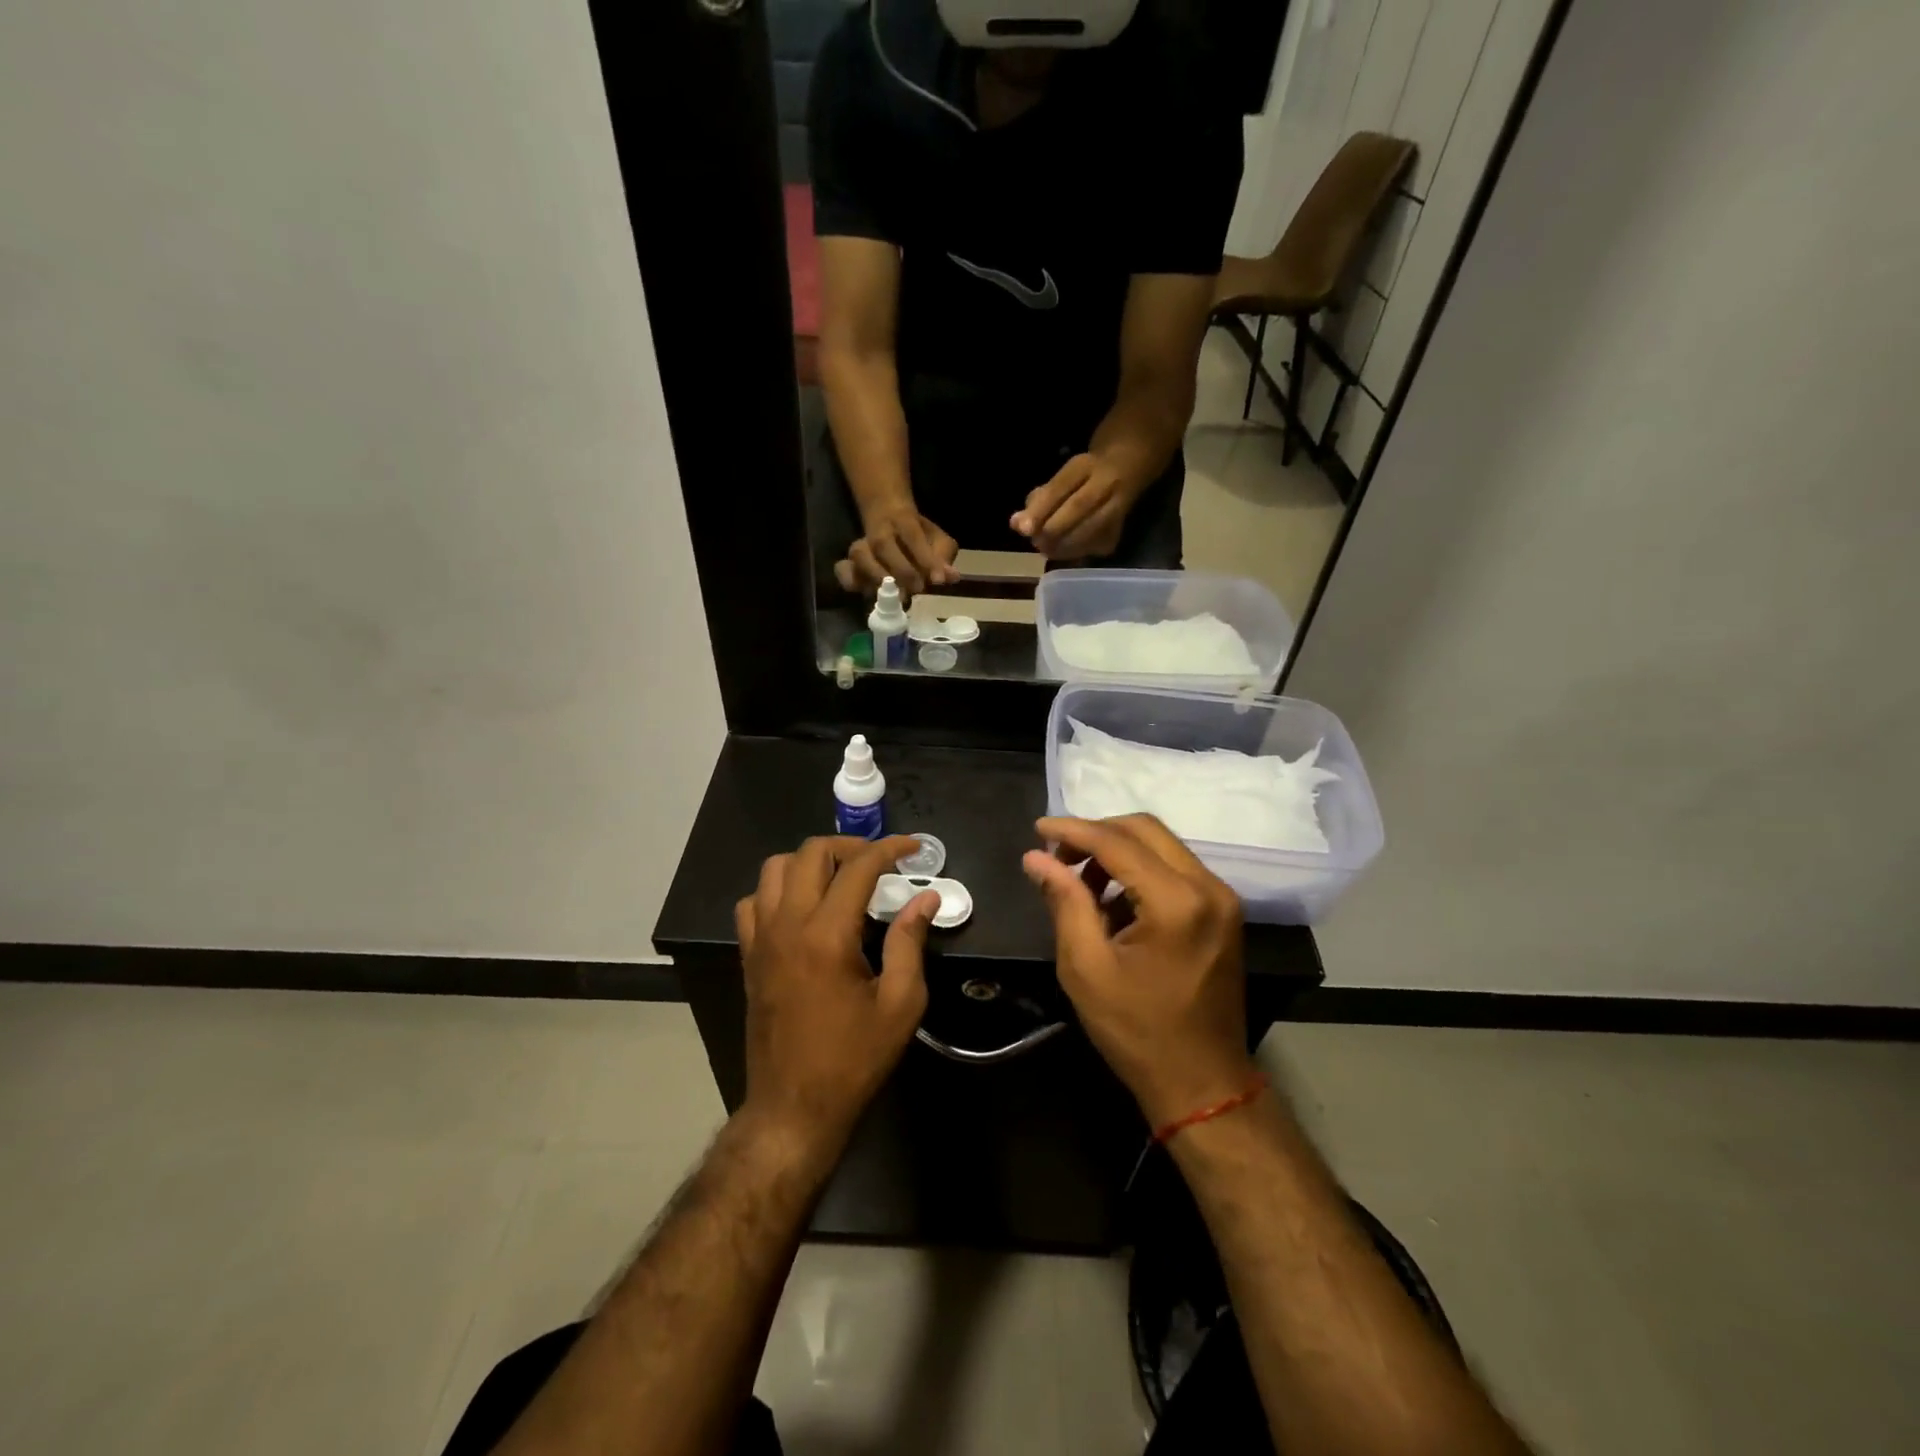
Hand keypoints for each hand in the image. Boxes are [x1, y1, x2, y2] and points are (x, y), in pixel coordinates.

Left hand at [735, 835, 938, 1152]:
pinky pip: (754, 901)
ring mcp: (761, 938)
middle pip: (810, 853)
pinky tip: (803, 907)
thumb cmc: (853, 1058)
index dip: (889, 849)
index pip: (858, 868)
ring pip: (775, 868)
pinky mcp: (749, 955)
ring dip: (810, 861)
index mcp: (827, 935)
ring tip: (840, 878)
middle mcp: (788, 925)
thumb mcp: (899, 1004)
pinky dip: (778, 889)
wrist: (794, 1107)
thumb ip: (910, 942)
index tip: (914, 847)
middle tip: (879, 862)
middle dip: (849, 846)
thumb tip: (925, 899)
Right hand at [834, 507, 958, 597]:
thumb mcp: (937, 540)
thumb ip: (943, 557)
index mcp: (903, 520)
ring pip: (860, 556)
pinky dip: (850, 581)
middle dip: (901, 570)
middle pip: (883, 545)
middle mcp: (878, 530)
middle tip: (917, 589)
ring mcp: (861, 546)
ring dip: (877, 577)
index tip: (938, 581)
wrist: (887, 516)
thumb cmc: (918, 535)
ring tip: (895, 595)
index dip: (926, 558)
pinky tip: (866, 592)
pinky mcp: (850, 562)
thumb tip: (951, 578)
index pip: (913, 536)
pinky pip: (843, 570)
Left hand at [1010, 453, 1135, 559]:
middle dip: (1051, 530)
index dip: (1040, 509)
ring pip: (1089, 531)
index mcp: (1085, 465)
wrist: (1127, 469)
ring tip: (1046, 548)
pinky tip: (1063, 551)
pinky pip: (1094, 546)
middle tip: (1035, 541)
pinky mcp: (1120, 530)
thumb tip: (1015, 524)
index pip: (1060, 487)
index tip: (1022, 528)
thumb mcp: (1061, 478)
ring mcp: (1120, 506)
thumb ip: (1038, 498)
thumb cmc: (1083, 476)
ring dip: (1061, 546)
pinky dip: (1074, 553)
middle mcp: (1107, 482)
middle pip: (1078, 508)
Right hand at [1023, 815, 1255, 1129]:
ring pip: (1161, 846)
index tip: (1037, 828)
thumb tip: (1036, 857)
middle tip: (1057, 857)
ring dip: (1117, 851)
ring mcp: (1221, 898)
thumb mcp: (1086, 968)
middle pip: (1145, 830)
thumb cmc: (1137, 1032)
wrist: (1202, 1082)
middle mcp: (1208, 887)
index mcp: (1177, 902)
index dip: (1073, 830)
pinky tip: (1111, 901)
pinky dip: (1139, 870)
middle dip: (1096, 834)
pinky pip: (1175, 869)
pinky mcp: (1222, 911)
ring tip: (1078, 882)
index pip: (1118, 843)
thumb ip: (1064, 902)